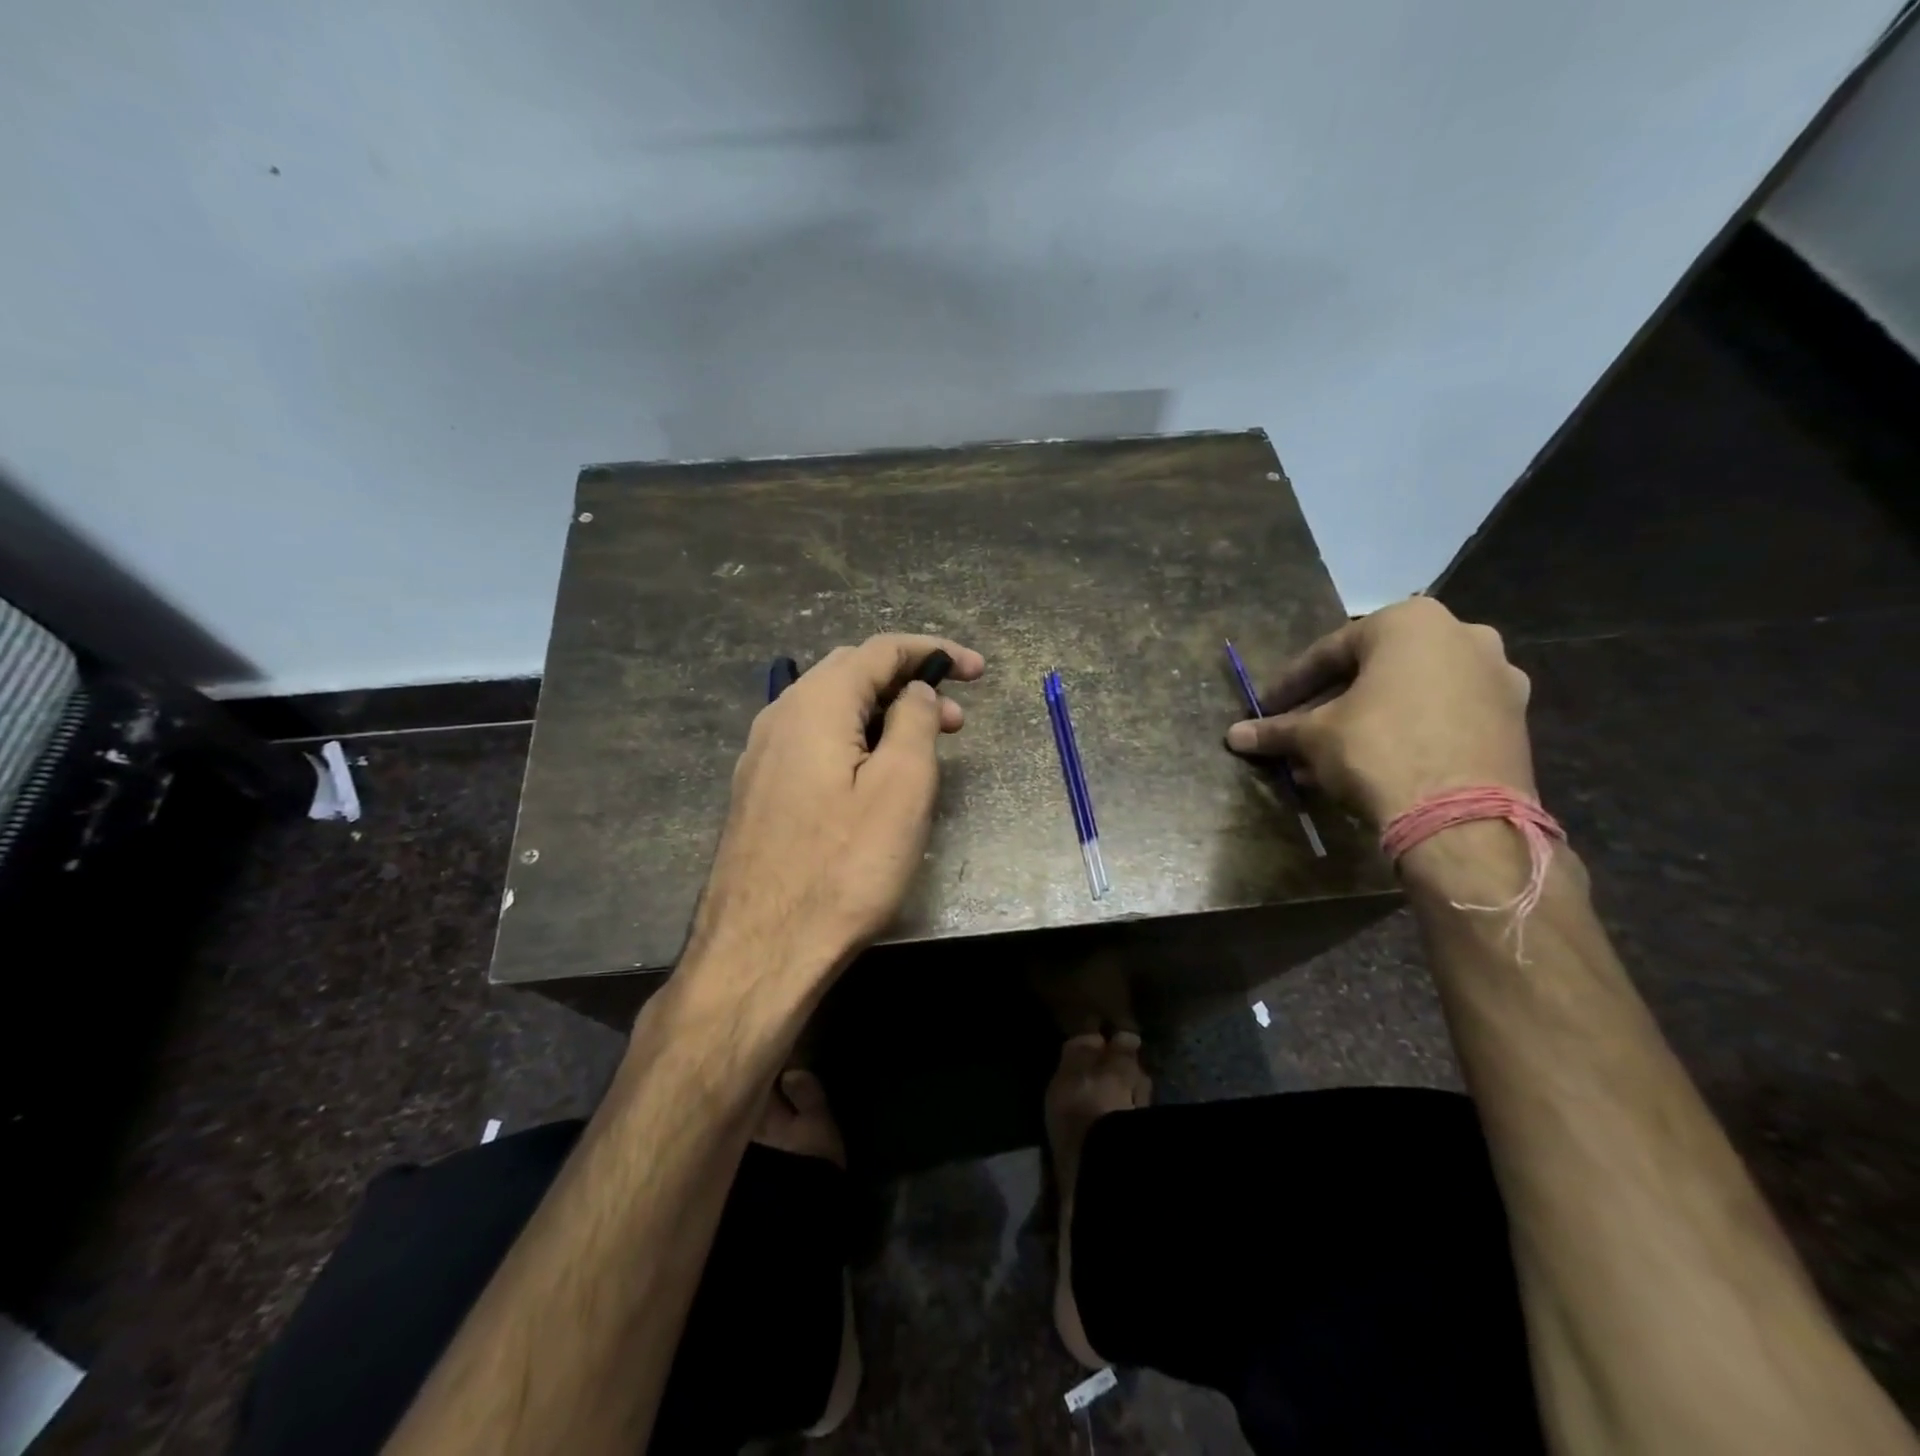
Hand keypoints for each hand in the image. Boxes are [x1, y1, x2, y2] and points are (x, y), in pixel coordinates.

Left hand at [686, 633, 984, 987]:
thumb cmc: (843, 868)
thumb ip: (913, 722)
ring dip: (884, 715)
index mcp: (815, 704)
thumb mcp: (900, 788)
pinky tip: (876, 776)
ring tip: (926, 749)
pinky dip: (856, 741)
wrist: (760, 950)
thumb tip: (914, 691)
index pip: (880, 650)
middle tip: (956, 719)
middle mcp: (780, 716)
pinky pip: (815, 742)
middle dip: (910, 683)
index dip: (933, 650)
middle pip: (852, 673)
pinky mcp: (760, 790)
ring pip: (833, 710)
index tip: (977, 671)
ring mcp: (763, 754)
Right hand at [1225, 596, 1533, 826]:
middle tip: (1297, 732)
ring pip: (1408, 695)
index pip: (1330, 650)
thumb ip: (1277, 729)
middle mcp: (1463, 635)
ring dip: (1364, 721)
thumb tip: (1234, 736)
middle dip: (1329, 704)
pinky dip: (1404, 732)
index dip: (1291, 684)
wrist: (1462, 817)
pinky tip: (1371, 765)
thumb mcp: (1314, 737)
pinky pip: (1440, 716)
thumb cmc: (1378, 750)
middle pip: (1374, 671)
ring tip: (1327, 757)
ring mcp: (1496, 677)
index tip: (1266, 709)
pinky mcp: (1513, 720)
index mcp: (1411, 621)